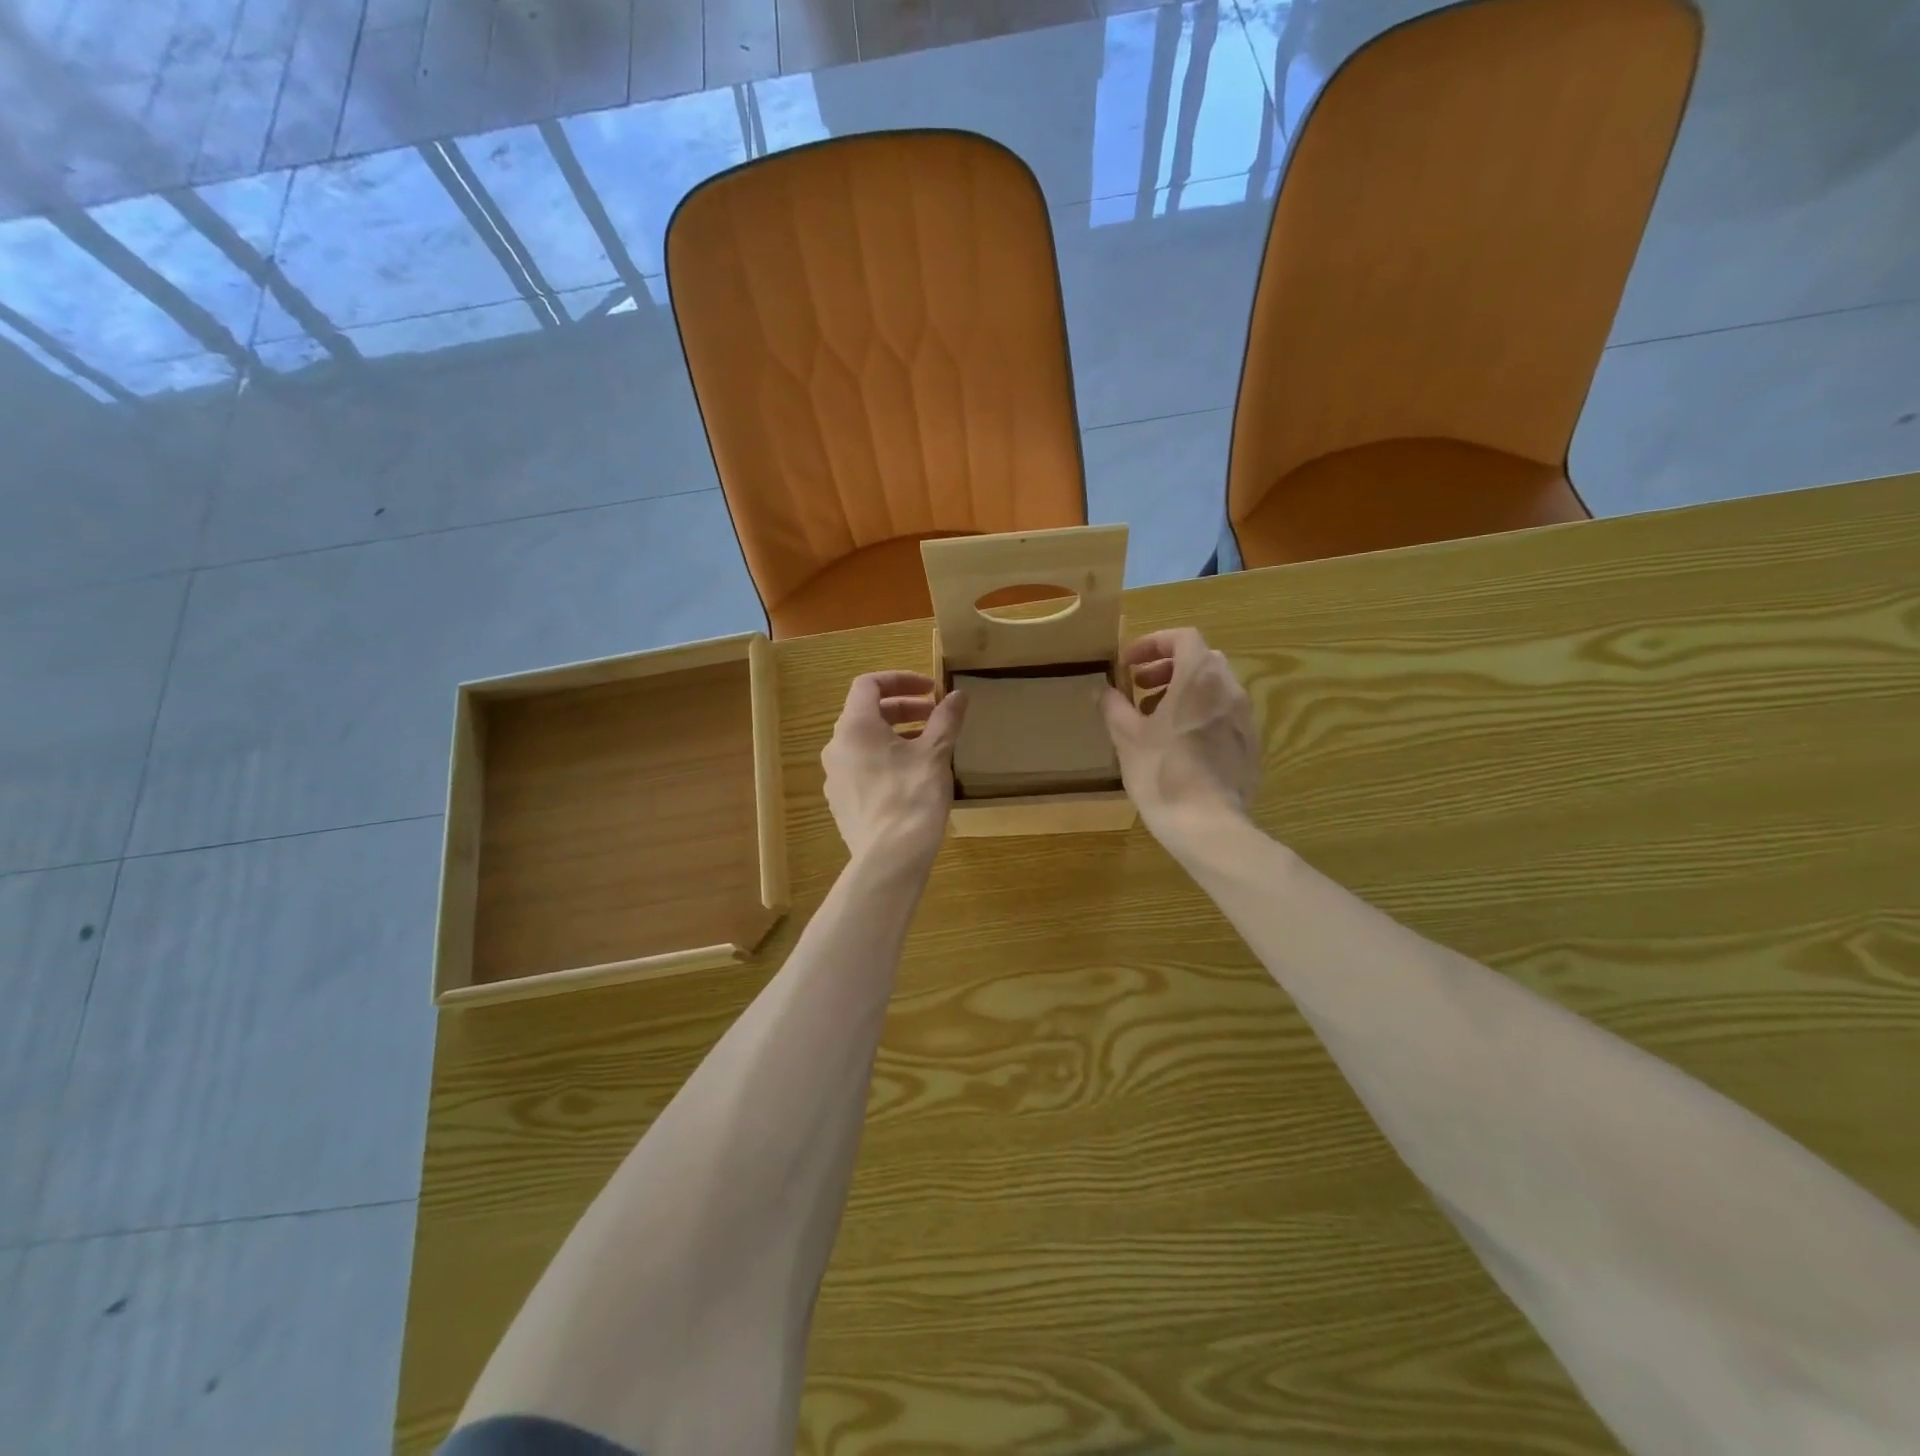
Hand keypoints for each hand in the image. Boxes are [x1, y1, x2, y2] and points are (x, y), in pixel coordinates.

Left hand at [822, 672, 968, 866]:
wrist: (890, 857)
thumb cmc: (913, 796)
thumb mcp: (936, 753)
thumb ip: (946, 719)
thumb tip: (958, 695)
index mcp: (854, 727)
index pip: (869, 685)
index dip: (901, 680)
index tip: (931, 690)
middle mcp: (836, 747)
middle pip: (866, 713)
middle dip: (903, 709)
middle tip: (935, 716)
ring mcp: (834, 776)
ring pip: (864, 742)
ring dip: (895, 735)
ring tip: (928, 746)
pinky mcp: (840, 801)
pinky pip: (861, 768)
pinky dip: (884, 759)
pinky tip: (910, 777)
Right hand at [1103, 629, 1260, 849]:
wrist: (1207, 824)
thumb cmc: (1162, 772)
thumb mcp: (1127, 737)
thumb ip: (1115, 706)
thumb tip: (1105, 691)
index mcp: (1199, 678)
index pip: (1183, 638)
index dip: (1153, 644)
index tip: (1129, 665)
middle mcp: (1229, 690)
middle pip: (1201, 660)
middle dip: (1168, 667)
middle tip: (1140, 687)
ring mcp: (1245, 718)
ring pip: (1214, 689)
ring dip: (1184, 692)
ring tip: (1155, 718)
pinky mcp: (1250, 746)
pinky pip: (1224, 716)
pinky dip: (1201, 716)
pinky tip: (1180, 745)